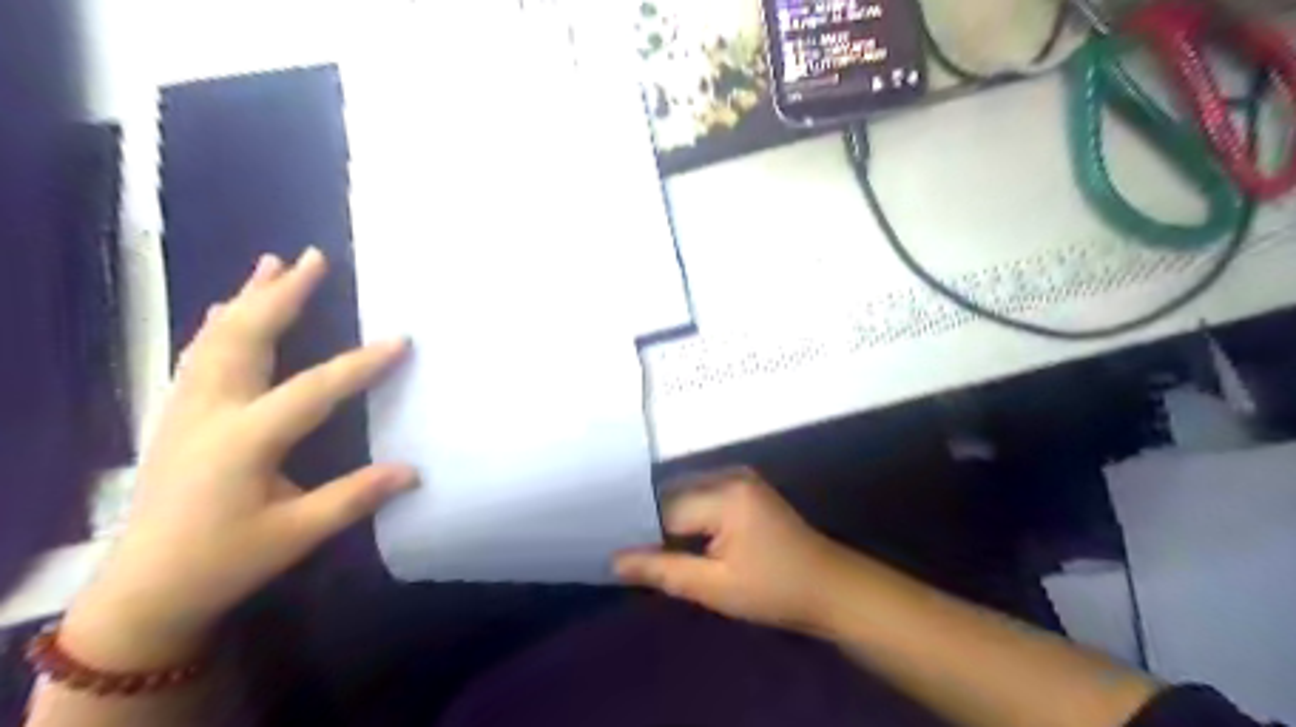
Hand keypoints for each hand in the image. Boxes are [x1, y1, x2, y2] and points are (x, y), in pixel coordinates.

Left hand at [61, 251, 410, 670]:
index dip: (360, 364)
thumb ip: (355, 497)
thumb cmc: (224, 561)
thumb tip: (413, 472)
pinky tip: (224, 309)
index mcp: (245, 440)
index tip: (401, 340)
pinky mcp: (177, 415)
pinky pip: (198, 354)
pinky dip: (217, 324)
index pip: (313, 389)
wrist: (143, 591)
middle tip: (314, 257)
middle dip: (284, 294)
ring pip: (217, 338)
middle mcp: (211, 411)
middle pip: (248, 338)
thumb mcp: (296, 534)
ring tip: (272, 263)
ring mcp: (186, 409)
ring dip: (248, 297)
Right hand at [615, 468, 852, 632]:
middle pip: (672, 495)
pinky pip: (701, 496)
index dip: (638, 531)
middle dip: (651, 524)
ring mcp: (739, 477)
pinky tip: (676, 539)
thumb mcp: (715, 587)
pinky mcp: (744, 487)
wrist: (829, 587)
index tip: (613, 552)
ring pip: (684, 494)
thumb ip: (662, 570)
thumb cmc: (775, 590)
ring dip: (668, 520)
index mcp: (724, 494)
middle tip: (625, 552)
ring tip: (644, 547)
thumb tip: (614, 559)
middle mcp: (729, 474)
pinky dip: (687, 517)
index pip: (663, 508)